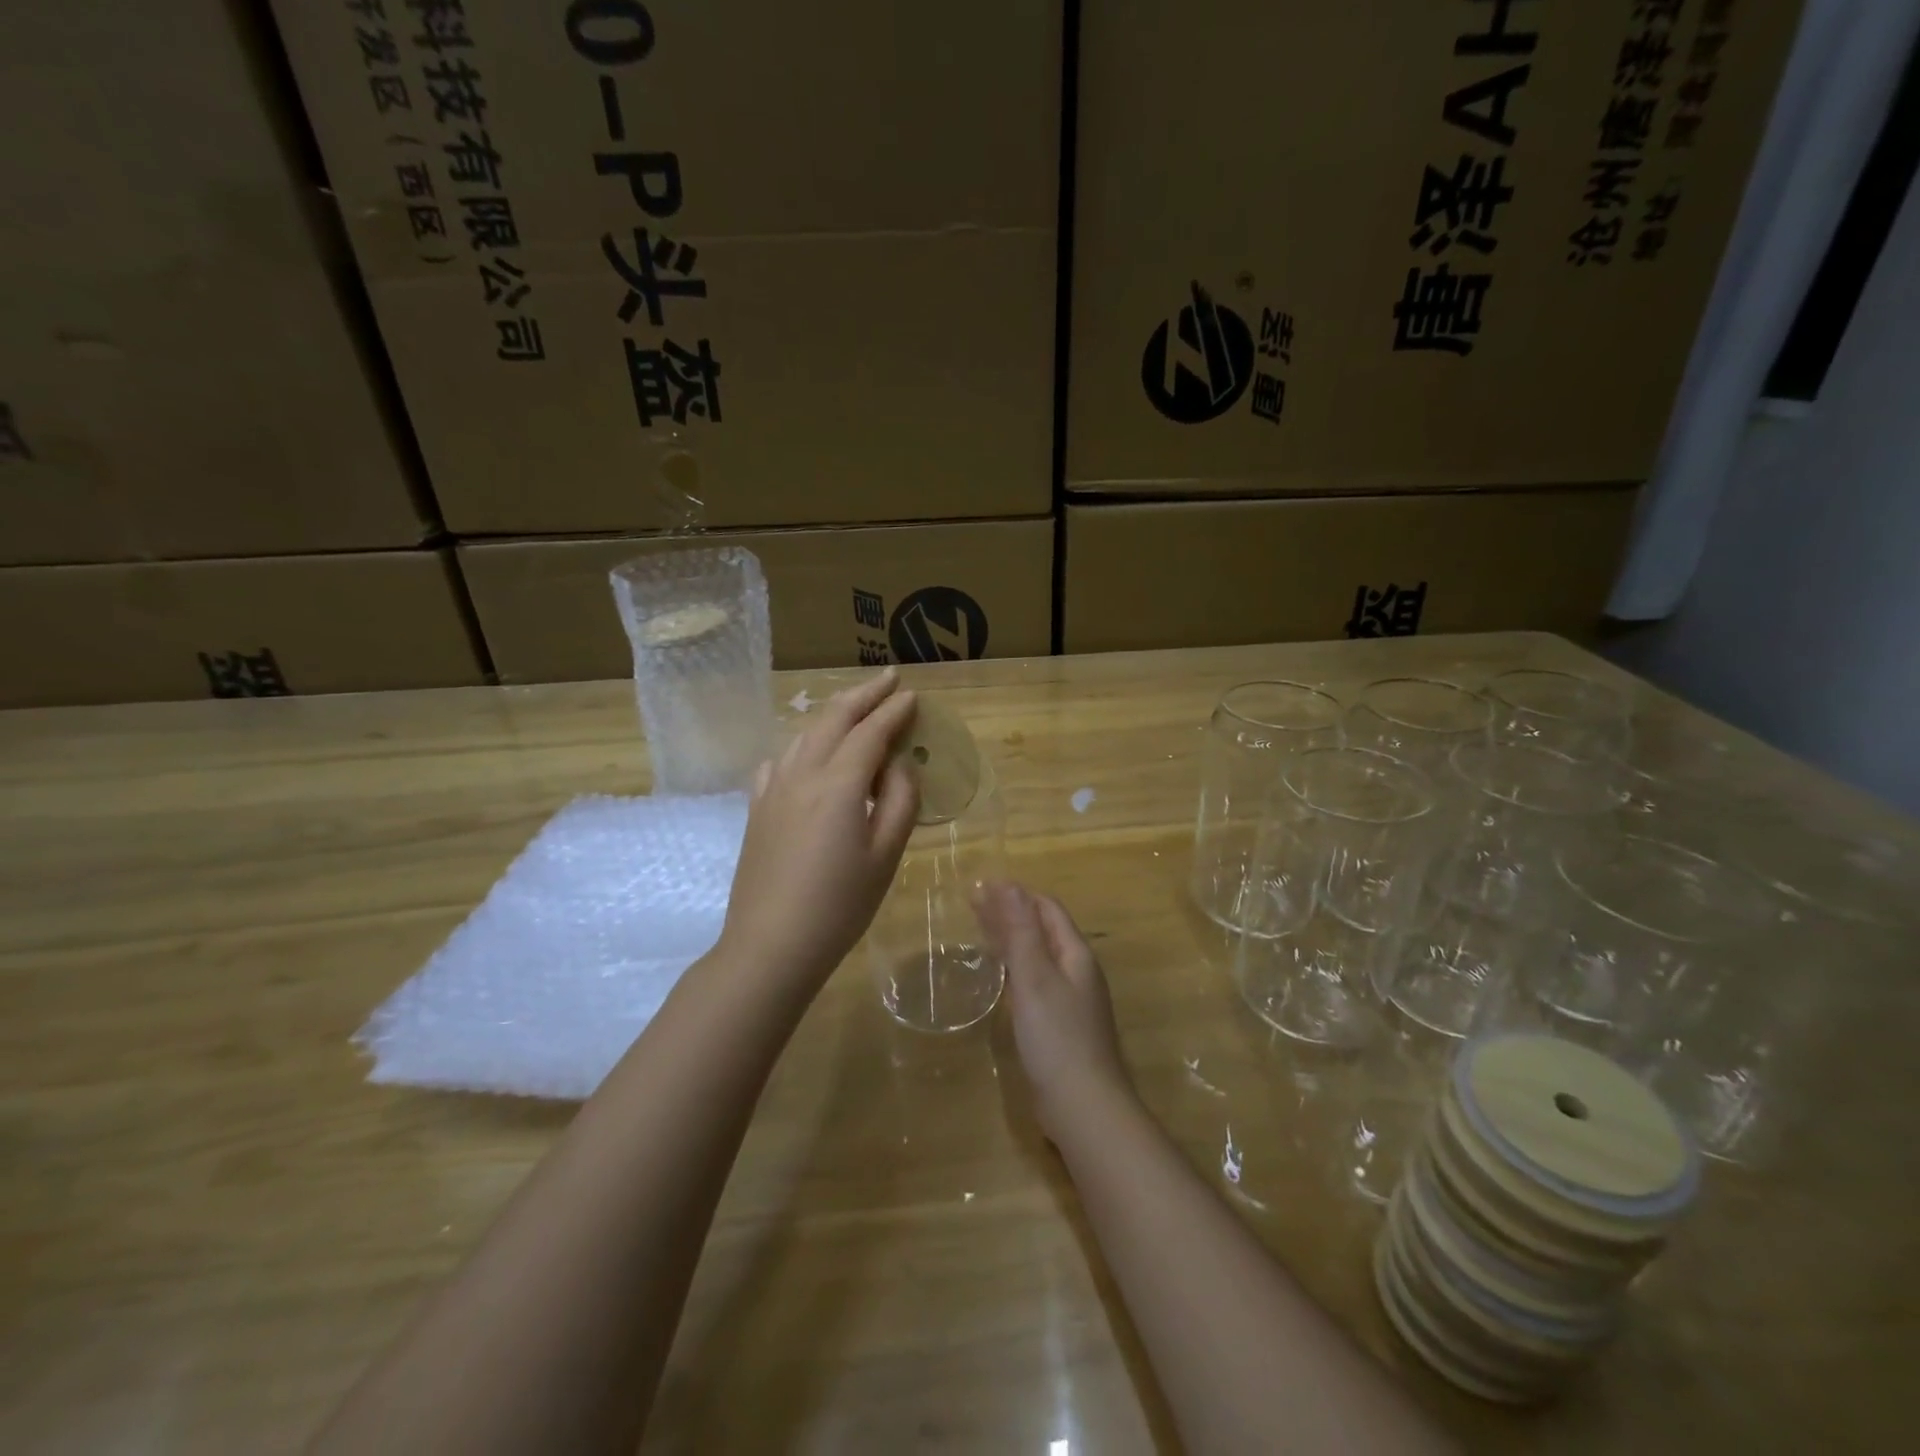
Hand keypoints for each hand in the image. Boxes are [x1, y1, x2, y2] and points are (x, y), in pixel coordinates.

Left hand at [718, 670, 920, 988]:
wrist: (770, 944)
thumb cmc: (840, 905)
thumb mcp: (885, 855)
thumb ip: (900, 800)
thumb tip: (899, 763)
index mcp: (839, 783)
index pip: (871, 732)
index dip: (894, 711)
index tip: (912, 695)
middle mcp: (803, 774)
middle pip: (834, 719)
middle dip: (864, 695)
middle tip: (888, 679)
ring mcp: (774, 789)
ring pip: (805, 734)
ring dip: (834, 714)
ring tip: (855, 707)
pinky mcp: (757, 808)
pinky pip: (781, 760)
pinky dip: (803, 745)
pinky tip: (807, 754)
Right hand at [974, 882, 1135, 1143]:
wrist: (1083, 1106)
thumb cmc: (1057, 1036)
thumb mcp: (1035, 977)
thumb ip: (1021, 931)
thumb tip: (1008, 884)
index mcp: (1075, 954)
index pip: (1046, 909)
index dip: (1016, 893)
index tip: (980, 885)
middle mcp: (1076, 971)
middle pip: (1041, 930)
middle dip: (1009, 912)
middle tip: (972, 902)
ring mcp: (1069, 999)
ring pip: (1037, 956)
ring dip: (1010, 938)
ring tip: (978, 928)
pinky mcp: (1058, 1024)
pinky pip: (1033, 981)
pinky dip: (1013, 967)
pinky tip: (997, 975)